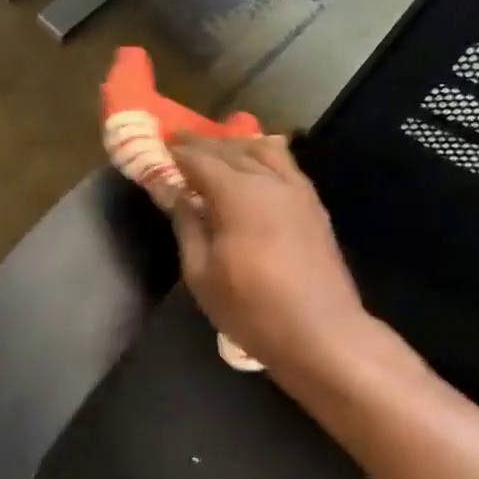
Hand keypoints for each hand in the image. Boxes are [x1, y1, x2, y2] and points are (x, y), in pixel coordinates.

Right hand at [169, 136, 371, 375]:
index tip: (157, 146)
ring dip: (235, 146)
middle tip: (178, 144)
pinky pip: (285, 165)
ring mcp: (297, 190)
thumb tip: (173, 193)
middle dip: (202, 144)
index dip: (176, 151)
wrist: (321, 333)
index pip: (200, 158)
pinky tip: (254, 167)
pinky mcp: (314, 205)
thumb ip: (186, 225)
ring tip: (216, 152)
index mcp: (238, 194)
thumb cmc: (251, 309)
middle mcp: (269, 181)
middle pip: (231, 149)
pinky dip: (263, 157)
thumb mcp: (201, 273)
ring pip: (264, 150)